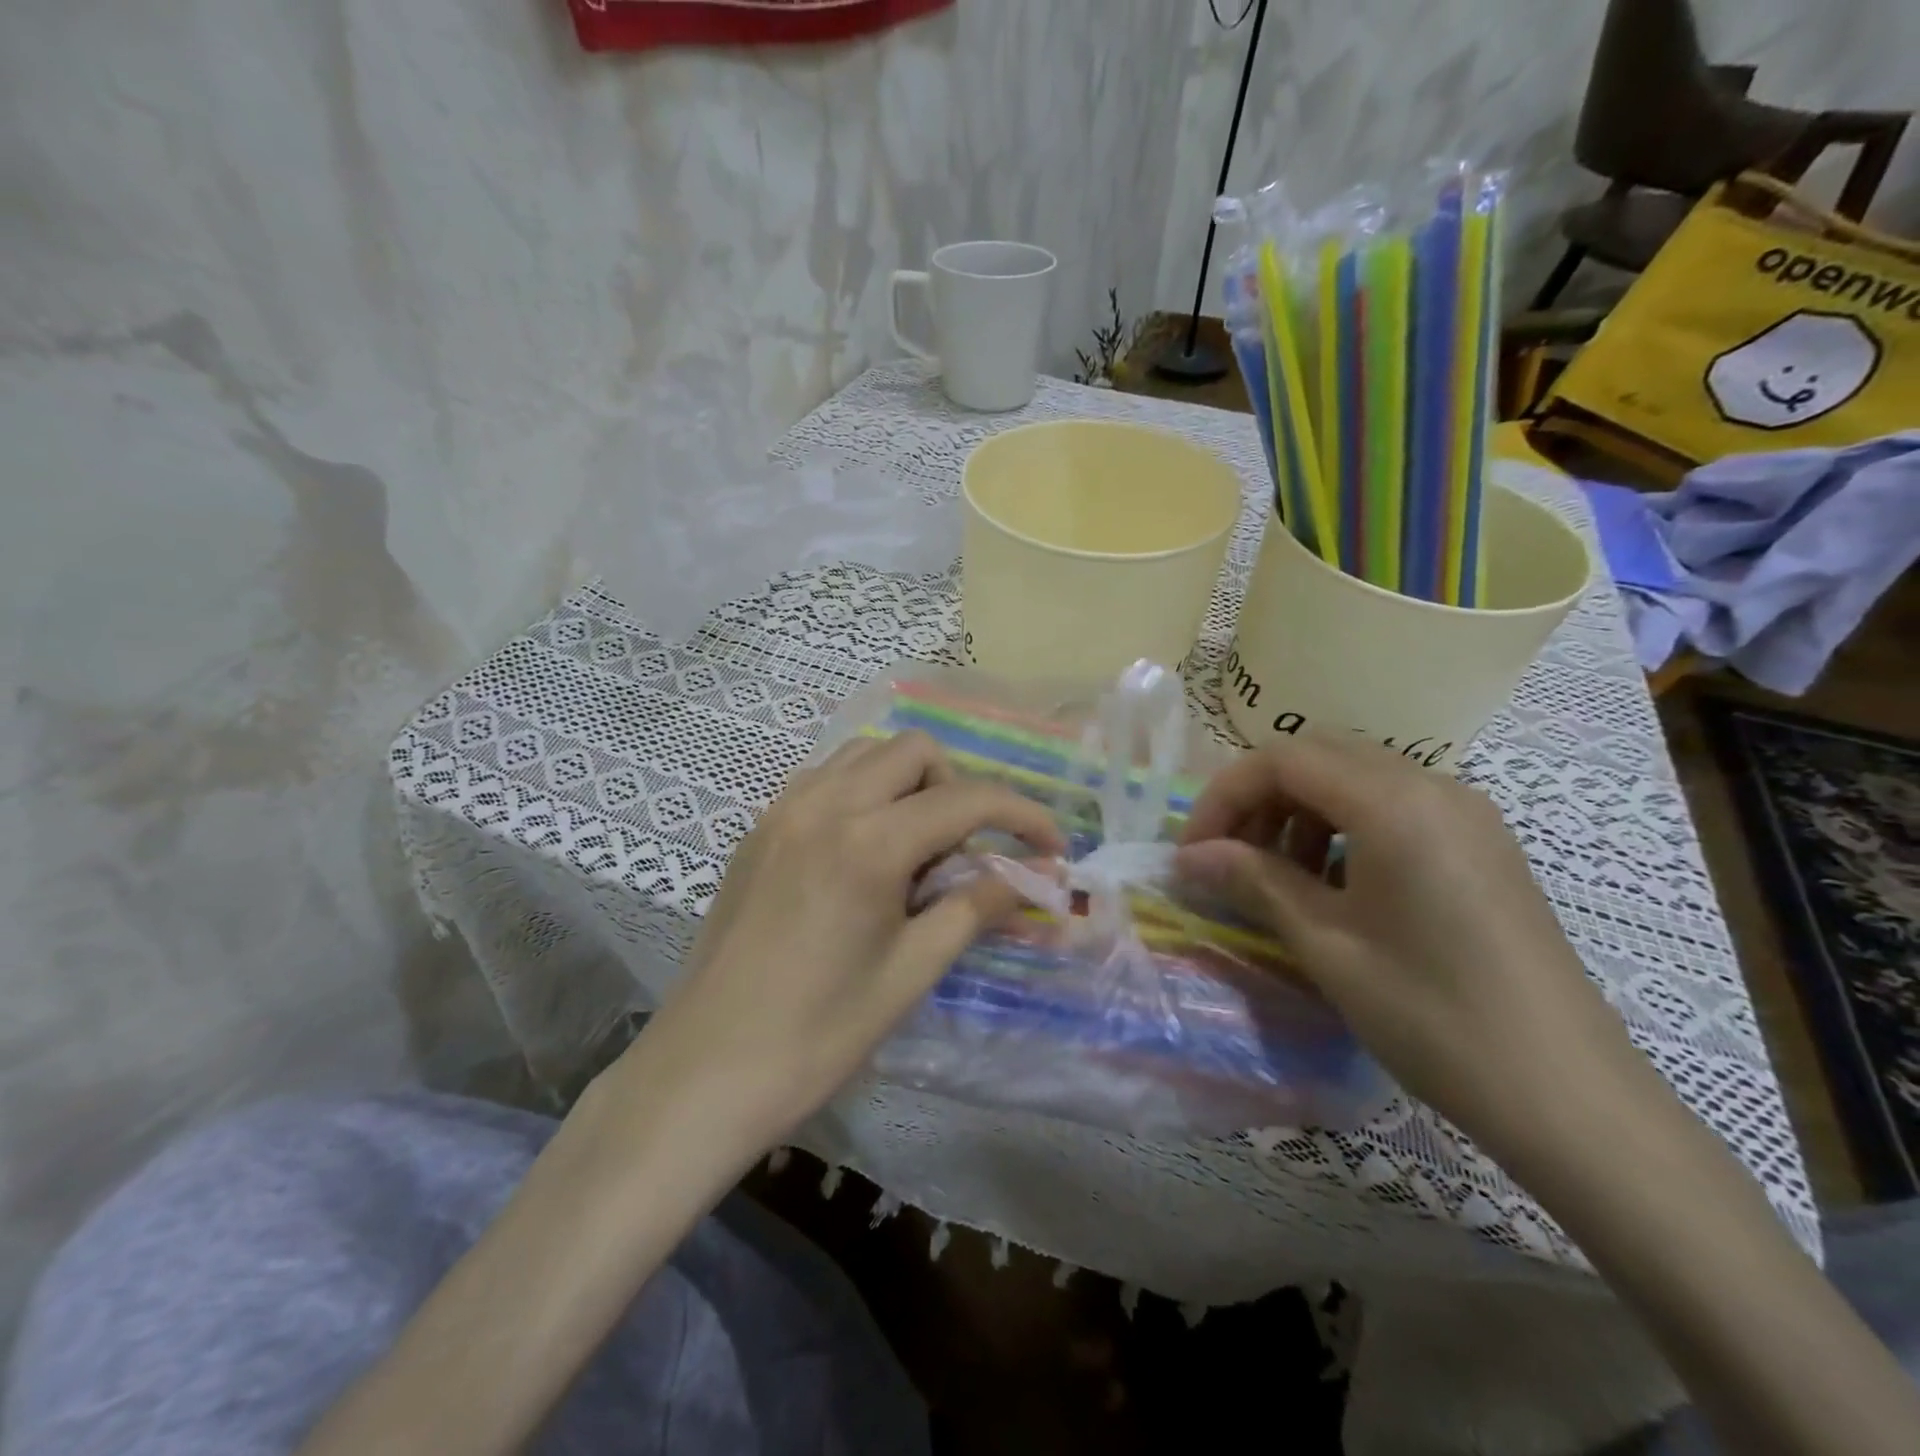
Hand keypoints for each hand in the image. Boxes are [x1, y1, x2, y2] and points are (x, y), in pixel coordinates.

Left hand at [632, 731, 1063, 1146]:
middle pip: (914, 750)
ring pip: (865, 755)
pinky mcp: (760, 829)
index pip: (966, 799)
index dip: (1021, 814)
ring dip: (907, 784)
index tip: (1051, 845)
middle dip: (957, 788)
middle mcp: (824, 804)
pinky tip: (865, 851)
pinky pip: (825, 779)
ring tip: (915, 849)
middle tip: (964, 852)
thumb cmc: (819, 1033)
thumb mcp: (911, 972)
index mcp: (868, 843)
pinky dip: (863, 793)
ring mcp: (783, 810)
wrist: (707, 1070)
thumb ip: (975, 909)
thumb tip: (1030, 877)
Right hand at [1176, 733, 1650, 1166]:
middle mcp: (1434, 787)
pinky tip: (1335, 888)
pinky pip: (1393, 807)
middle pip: (1318, 756)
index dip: (1225, 796)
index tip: (1195, 851)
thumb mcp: (1326, 944)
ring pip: (1355, 778)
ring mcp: (1465, 814)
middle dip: (1259, 798)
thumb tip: (1187, 858)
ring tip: (1279, 878)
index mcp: (1395, 802)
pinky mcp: (1481, 844)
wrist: (1571, 1098)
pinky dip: (1344, 828)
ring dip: (1300, 813)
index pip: (1283, 759)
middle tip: (1230, 857)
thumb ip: (1252, 882)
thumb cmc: (1433, 1015)